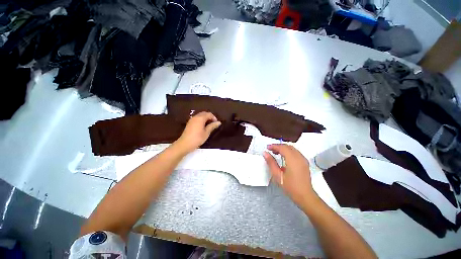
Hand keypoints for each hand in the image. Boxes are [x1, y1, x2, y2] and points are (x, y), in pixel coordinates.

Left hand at [175, 112, 221, 152]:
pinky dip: (201, 120)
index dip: (214, 118)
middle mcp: (195, 117)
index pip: (209, 114)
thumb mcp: (206, 132)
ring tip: (209, 125)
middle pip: (204, 113)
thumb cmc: (197, 138)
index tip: (216, 123)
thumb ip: (212, 126)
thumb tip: (219, 122)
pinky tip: (203, 126)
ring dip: (205, 118)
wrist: (185, 144)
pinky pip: (197, 118)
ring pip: (200, 115)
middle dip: (210, 117)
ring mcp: (191, 119)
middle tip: (213, 124)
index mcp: (200, 118)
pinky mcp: (189, 123)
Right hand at [263, 144, 316, 206]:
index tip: (267, 147)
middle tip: (270, 150)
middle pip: (288, 146)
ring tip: (276, 153)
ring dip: (284, 148)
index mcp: (293, 160)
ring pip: (292, 149)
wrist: (305, 196)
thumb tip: (265, 153)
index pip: (282, 148)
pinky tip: (284, 157)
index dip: (274, 146)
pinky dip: (288, 151)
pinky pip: (296, 152)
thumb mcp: (278, 175)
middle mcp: (299, 157)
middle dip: (278, 146)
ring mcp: (303, 160)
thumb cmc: (290, 186)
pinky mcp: (305, 162)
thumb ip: (271, 162)